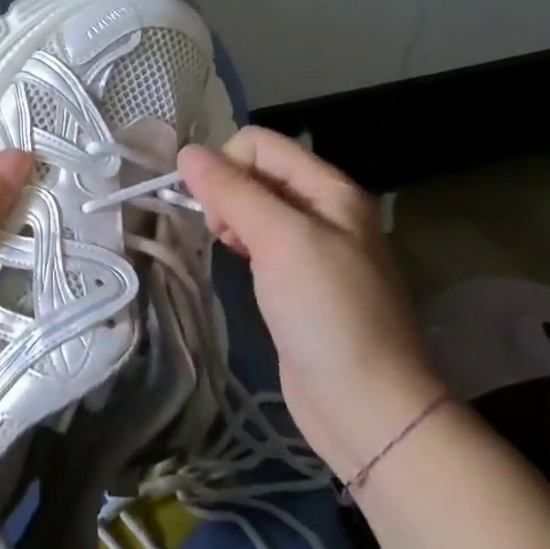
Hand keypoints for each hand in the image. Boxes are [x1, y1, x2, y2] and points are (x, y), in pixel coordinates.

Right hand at [177, 127, 444, 476]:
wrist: (364, 404)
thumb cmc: (327, 313)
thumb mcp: (281, 240)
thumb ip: (233, 191)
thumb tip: (185, 152)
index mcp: (330, 190)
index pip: (260, 144)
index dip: (226, 165)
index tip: (214, 208)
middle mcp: (323, 210)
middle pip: (255, 172)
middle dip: (226, 193)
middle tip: (223, 234)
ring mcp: (311, 247)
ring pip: (252, 207)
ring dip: (229, 218)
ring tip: (229, 250)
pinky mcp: (296, 280)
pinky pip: (257, 240)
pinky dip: (239, 243)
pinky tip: (238, 265)